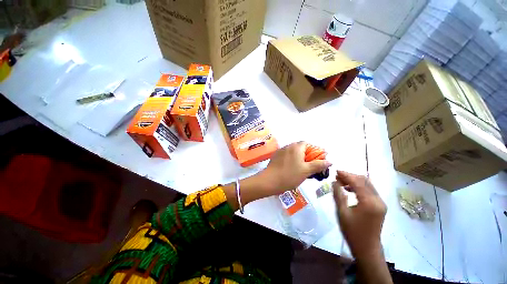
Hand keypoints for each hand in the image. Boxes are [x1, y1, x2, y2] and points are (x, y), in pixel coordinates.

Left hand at [257, 142, 331, 195]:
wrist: (269, 181)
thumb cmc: (290, 175)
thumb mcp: (306, 171)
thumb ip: (318, 165)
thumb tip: (329, 161)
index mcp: (296, 147)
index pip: (307, 144)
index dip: (314, 150)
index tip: (317, 160)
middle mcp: (288, 146)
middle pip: (300, 148)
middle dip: (307, 155)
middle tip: (310, 166)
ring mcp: (280, 151)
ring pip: (293, 152)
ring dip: (299, 158)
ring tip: (301, 169)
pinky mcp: (275, 157)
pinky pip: (286, 156)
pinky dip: (291, 160)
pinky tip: (291, 169)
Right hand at [333, 171, 386, 259]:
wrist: (367, 248)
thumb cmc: (352, 231)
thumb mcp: (342, 212)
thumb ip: (338, 195)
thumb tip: (334, 181)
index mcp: (369, 202)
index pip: (357, 182)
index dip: (346, 175)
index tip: (335, 171)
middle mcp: (378, 200)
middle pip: (364, 181)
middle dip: (350, 176)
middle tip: (337, 176)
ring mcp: (380, 203)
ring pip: (367, 184)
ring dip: (354, 181)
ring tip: (341, 182)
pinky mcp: (380, 205)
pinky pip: (369, 190)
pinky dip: (359, 187)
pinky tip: (349, 189)